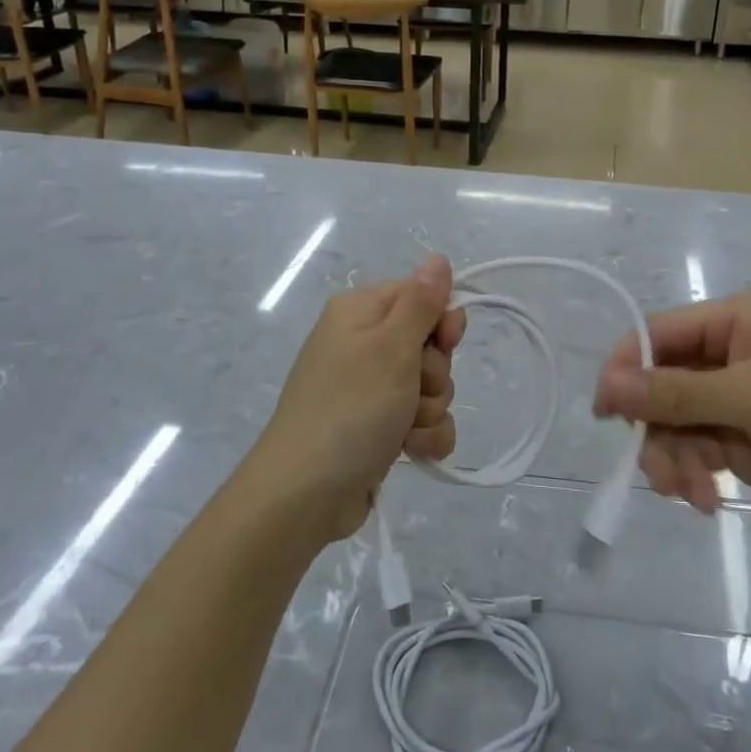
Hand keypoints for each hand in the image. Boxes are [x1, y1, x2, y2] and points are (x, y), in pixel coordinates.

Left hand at [247, 255, 466, 541]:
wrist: (305, 494)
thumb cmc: (350, 409)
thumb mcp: (390, 347)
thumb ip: (421, 302)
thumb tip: (438, 257)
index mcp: (360, 312)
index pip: (421, 296)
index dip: (441, 321)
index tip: (445, 343)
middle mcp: (363, 344)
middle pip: (430, 345)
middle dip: (434, 374)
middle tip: (411, 391)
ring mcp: (370, 389)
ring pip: (432, 387)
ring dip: (430, 411)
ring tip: (402, 429)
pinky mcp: (377, 427)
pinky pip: (423, 420)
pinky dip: (423, 436)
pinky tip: (409, 452)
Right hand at [593, 293, 750, 534]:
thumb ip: (676, 392)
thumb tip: (606, 384)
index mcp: (733, 321)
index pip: (657, 335)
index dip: (626, 369)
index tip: (605, 412)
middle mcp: (728, 356)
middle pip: (661, 386)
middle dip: (656, 429)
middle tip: (660, 472)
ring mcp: (736, 401)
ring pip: (674, 425)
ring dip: (673, 459)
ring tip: (692, 493)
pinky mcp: (745, 442)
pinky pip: (697, 452)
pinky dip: (694, 476)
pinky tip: (707, 499)